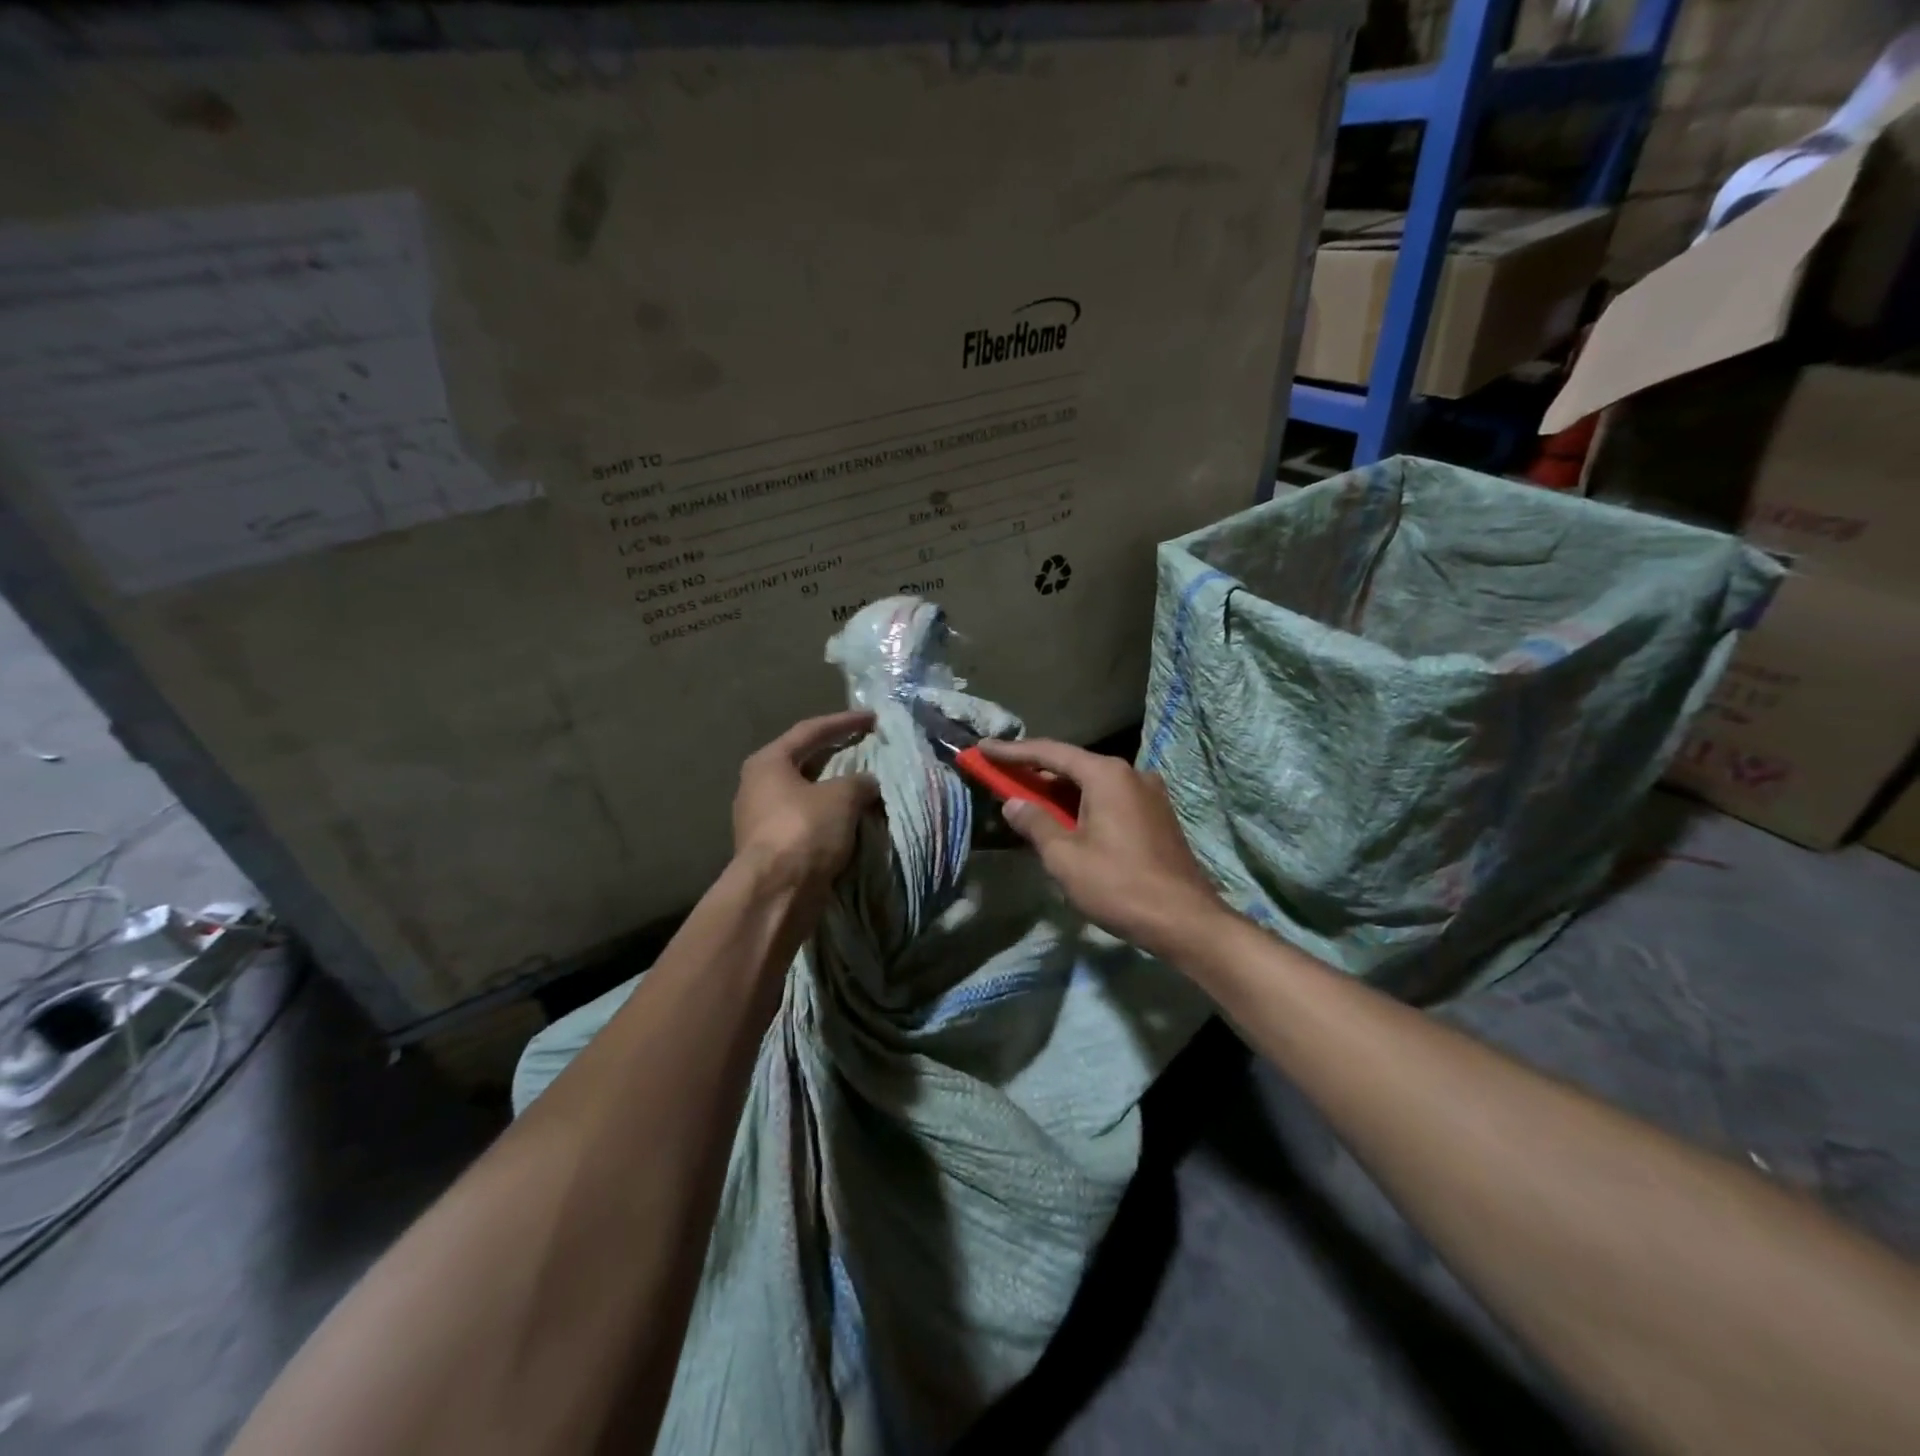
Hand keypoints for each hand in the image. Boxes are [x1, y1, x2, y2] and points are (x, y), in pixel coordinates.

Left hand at [733, 712, 879, 888]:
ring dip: (833, 791)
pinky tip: (849, 821)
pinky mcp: (770, 849)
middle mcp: (757, 786)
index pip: (810, 731)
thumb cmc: (805, 830)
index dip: (844, 722)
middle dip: (836, 756)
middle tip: (864, 749)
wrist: (776, 892)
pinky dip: (828, 818)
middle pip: (803, 762)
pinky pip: (805, 822)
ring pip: (805, 795)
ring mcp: (760, 819)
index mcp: (768, 762)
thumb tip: (866, 783)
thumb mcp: (842, 797)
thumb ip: (859, 782)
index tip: (872, 718)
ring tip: (862, 788)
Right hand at [977, 739, 1225, 957]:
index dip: (1012, 752)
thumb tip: (1013, 803)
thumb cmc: (1119, 885)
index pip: (1050, 753)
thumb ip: (1035, 823)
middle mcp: (1130, 773)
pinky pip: (1110, 798)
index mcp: (1106, 775)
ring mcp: (1149, 793)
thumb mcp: (1065, 857)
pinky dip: (1082, 803)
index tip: (982, 748)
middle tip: (1001, 774)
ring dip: (1059, 790)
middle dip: (1035, 771)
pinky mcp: (1157, 815)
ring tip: (1027, 798)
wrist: (1185, 920)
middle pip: (1073, 765)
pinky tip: (1066, 819)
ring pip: (1093, 783)